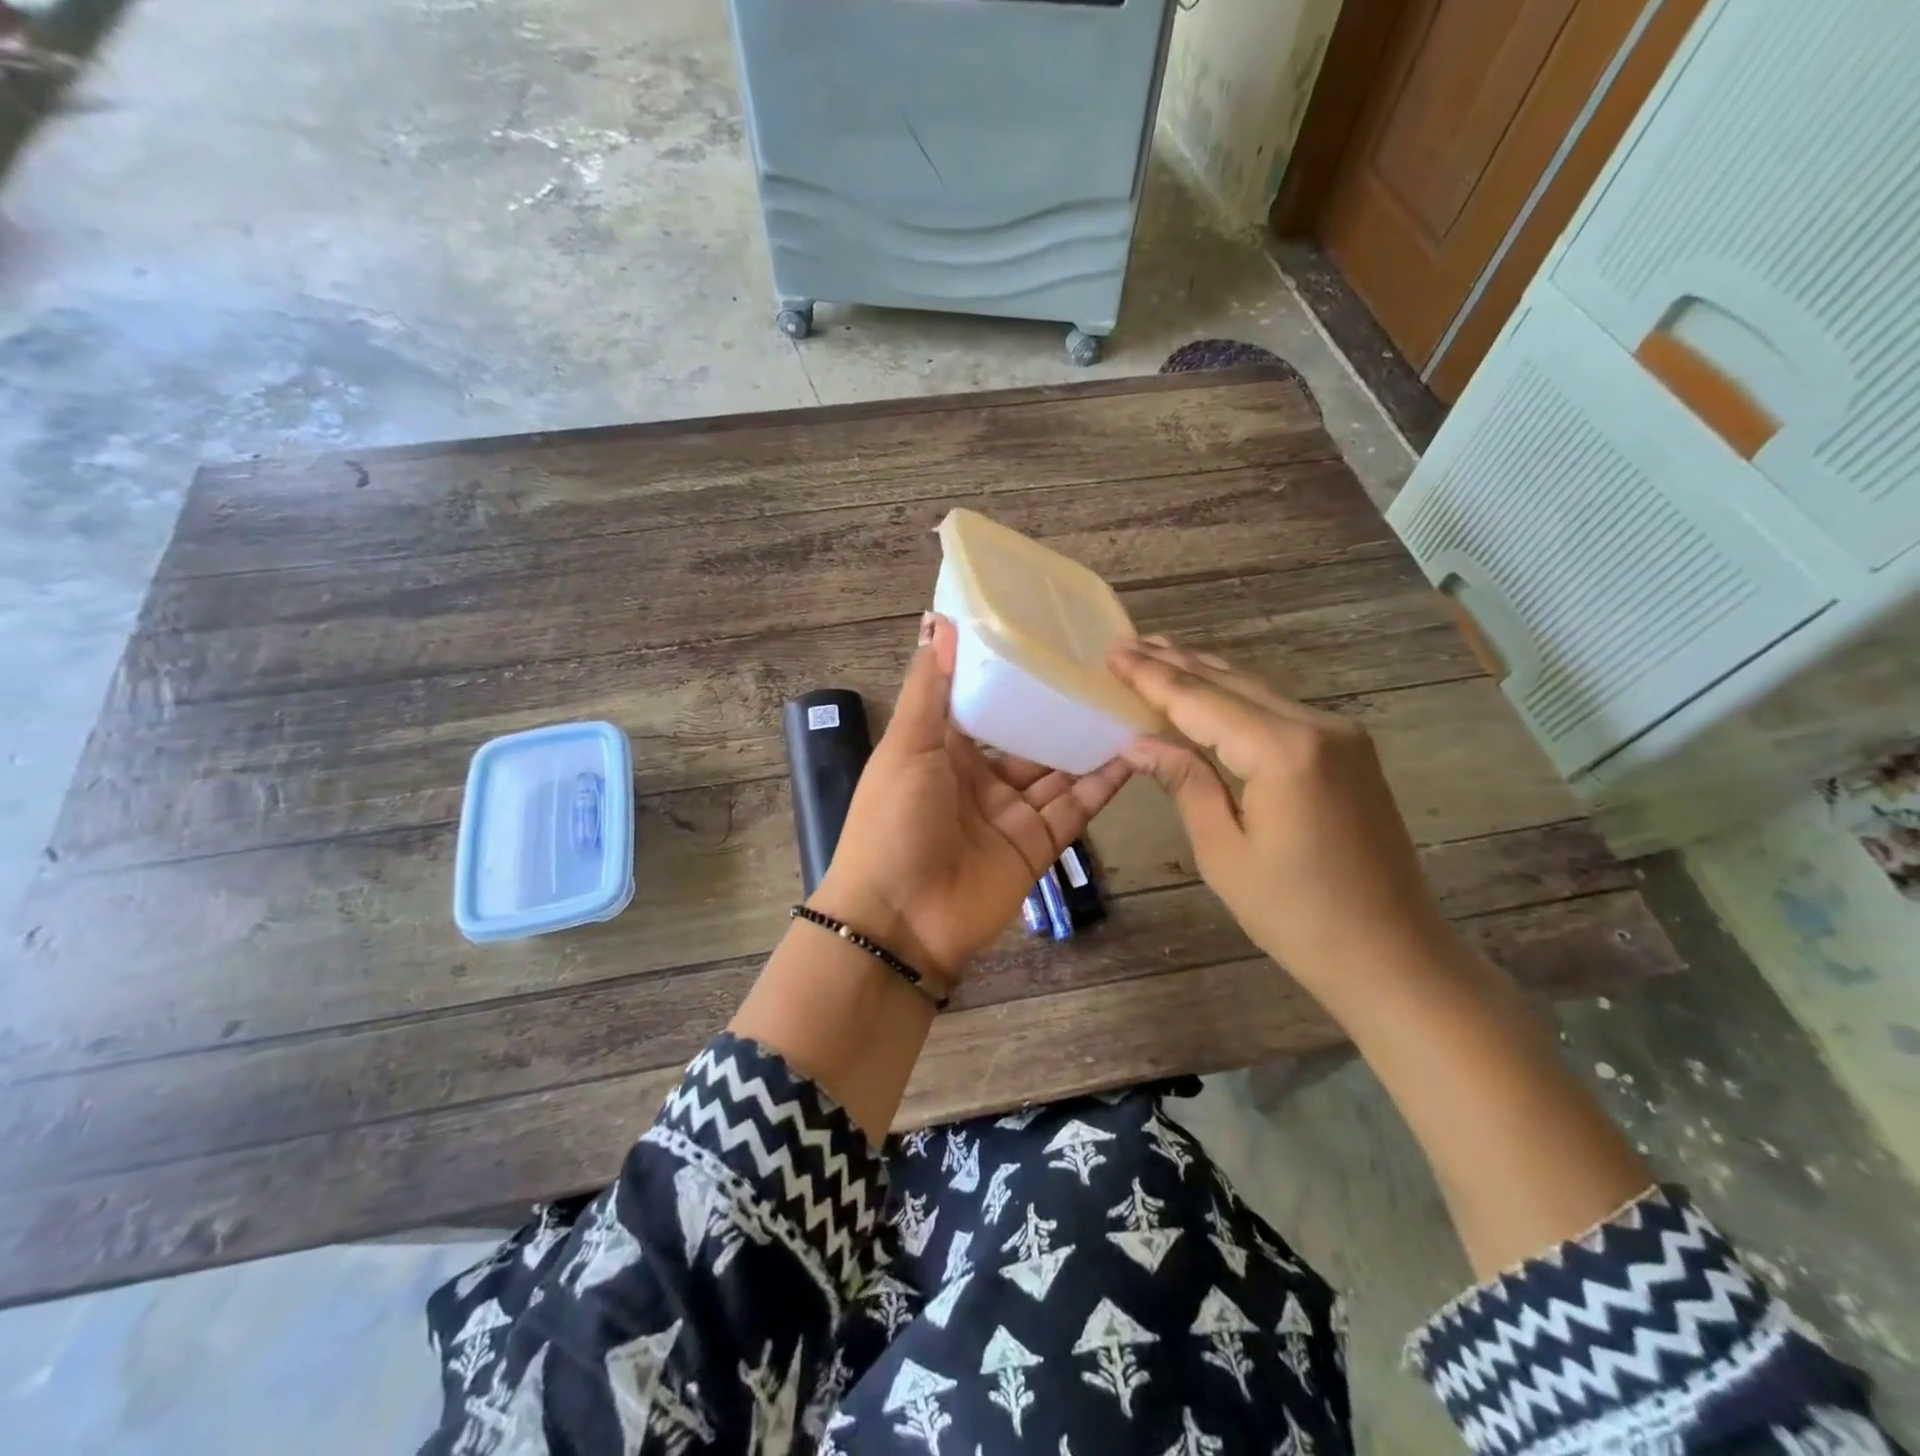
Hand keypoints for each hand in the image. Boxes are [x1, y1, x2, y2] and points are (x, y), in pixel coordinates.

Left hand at [811, 613, 1132, 986]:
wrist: (900, 921)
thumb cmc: (894, 821)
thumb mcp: (907, 746)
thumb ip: (929, 687)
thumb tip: (939, 619)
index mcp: (942, 749)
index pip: (983, 702)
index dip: (1011, 674)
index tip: (1047, 637)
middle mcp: (979, 777)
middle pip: (1027, 736)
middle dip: (1059, 708)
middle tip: (1105, 670)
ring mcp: (1011, 813)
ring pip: (1058, 770)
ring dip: (1089, 742)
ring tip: (1128, 703)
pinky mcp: (1037, 845)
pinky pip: (1075, 808)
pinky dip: (1103, 784)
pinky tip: (1134, 753)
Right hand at [1108, 637, 1449, 992]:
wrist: (1394, 955)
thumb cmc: (1296, 916)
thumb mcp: (1223, 852)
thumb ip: (1184, 783)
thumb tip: (1138, 743)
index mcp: (1283, 751)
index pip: (1200, 700)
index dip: (1151, 677)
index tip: (1112, 654)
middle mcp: (1317, 725)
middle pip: (1230, 682)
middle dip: (1175, 662)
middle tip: (1127, 644)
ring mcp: (1341, 734)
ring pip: (1257, 689)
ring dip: (1206, 673)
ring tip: (1159, 654)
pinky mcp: (1349, 751)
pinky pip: (1279, 709)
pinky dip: (1236, 696)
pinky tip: (1210, 692)